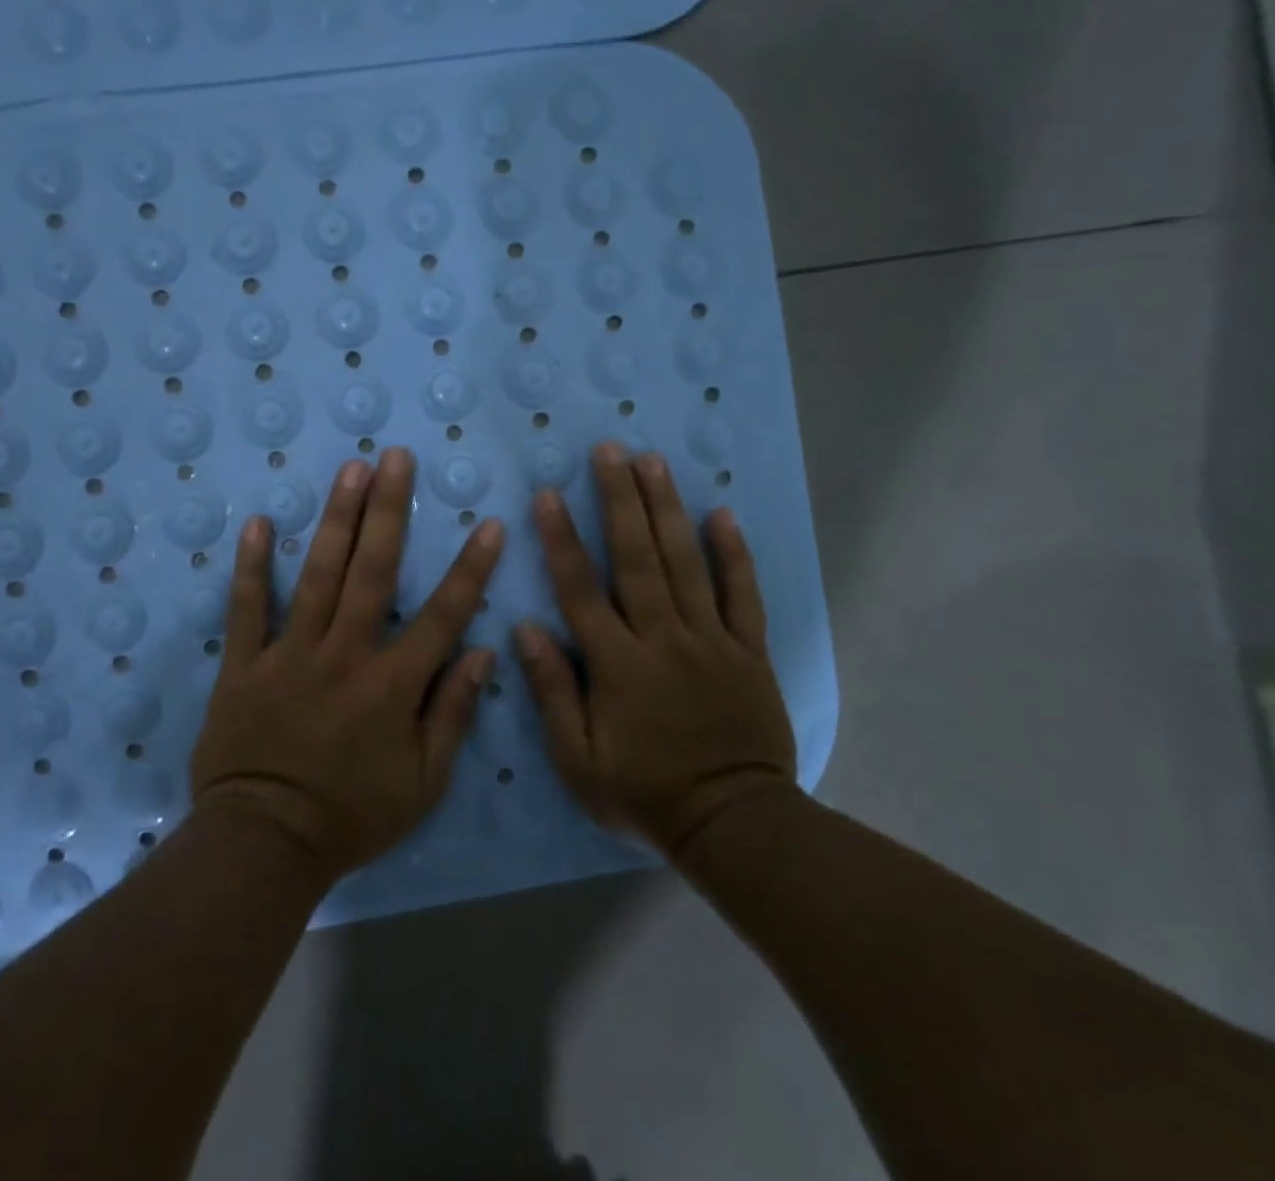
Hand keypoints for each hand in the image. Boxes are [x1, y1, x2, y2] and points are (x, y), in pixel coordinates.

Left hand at [190, 448, 504, 878]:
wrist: (265, 845)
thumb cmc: (352, 817)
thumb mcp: (422, 783)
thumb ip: (452, 714)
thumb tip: (484, 652)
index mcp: (391, 685)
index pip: (443, 616)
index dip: (470, 569)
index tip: (489, 524)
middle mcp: (344, 654)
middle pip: (373, 571)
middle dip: (389, 510)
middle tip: (396, 458)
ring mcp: (290, 654)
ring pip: (317, 575)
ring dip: (336, 520)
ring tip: (350, 471)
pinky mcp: (245, 665)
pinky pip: (247, 609)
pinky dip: (251, 567)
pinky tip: (258, 524)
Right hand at [517, 442, 796, 856]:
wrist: (733, 824)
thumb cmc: (644, 795)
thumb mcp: (578, 761)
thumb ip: (552, 692)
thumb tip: (527, 629)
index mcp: (617, 664)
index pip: (581, 589)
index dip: (562, 538)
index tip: (548, 493)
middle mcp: (662, 638)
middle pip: (637, 557)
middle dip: (620, 499)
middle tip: (610, 450)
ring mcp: (710, 640)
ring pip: (686, 563)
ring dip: (667, 509)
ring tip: (653, 462)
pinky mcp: (748, 650)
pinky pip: (742, 594)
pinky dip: (734, 554)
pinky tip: (723, 514)